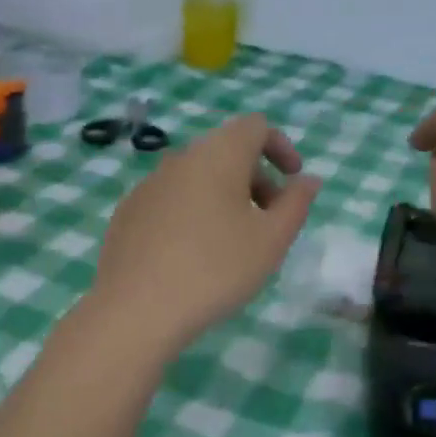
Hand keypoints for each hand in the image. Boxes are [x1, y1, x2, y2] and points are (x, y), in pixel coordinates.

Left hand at [88, 113, 320, 356]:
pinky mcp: (128, 213)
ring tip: (233, 243)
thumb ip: (296, 204)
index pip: (255, 127)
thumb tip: (307, 180)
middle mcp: (180, 159)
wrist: (136, 309)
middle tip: (269, 221)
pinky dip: (193, 213)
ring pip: (197, 177)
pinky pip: (171, 200)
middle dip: (256, 178)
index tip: (293, 182)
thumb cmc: (215, 271)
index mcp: (218, 156)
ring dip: (224, 197)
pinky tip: (193, 256)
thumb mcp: (271, 241)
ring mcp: (148, 185)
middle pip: (226, 152)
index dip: (281, 147)